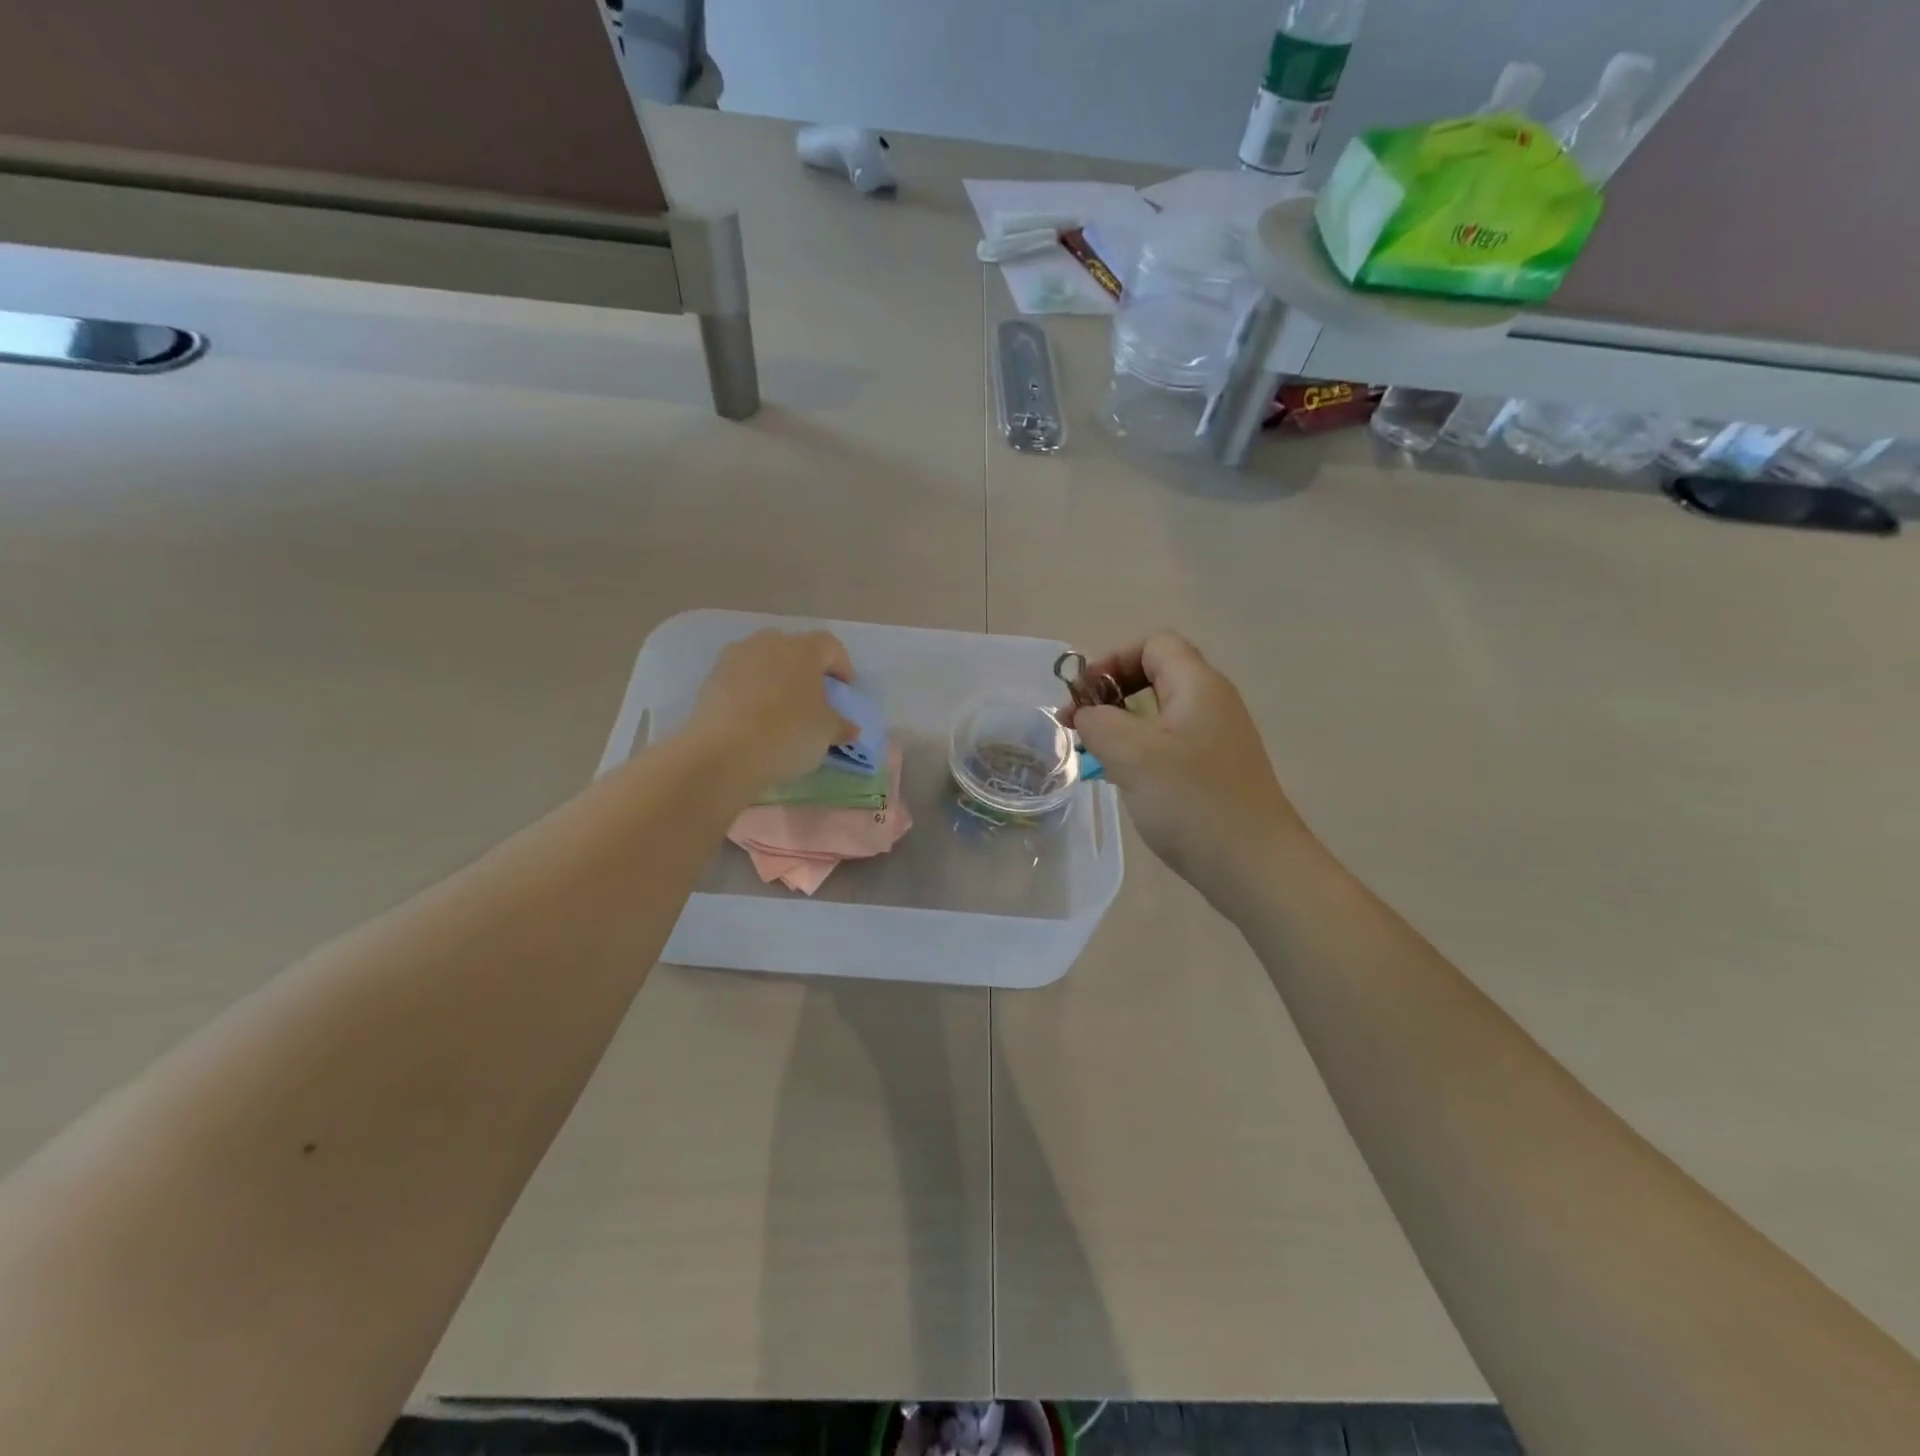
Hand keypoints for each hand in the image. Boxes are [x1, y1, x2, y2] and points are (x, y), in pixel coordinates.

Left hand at [684, 630, 856, 801]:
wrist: (722, 754)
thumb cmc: (787, 734)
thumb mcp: (826, 733)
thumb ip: (841, 725)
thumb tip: (849, 728)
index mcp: (803, 649)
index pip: (830, 646)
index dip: (842, 666)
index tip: (844, 690)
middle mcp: (768, 643)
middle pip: (794, 648)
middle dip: (806, 669)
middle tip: (812, 697)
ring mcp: (735, 658)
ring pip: (764, 661)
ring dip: (776, 678)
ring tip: (781, 708)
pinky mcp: (711, 679)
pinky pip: (740, 678)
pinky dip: (751, 691)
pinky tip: (754, 718)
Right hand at [1065, 632, 1305, 899]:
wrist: (1255, 868)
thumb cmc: (1193, 802)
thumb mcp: (1133, 755)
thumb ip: (1099, 722)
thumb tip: (1087, 714)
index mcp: (1199, 686)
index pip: (1155, 644)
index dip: (1114, 659)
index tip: (1084, 697)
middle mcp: (1212, 704)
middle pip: (1156, 675)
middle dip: (1112, 694)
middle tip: (1081, 727)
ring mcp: (1217, 740)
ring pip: (1160, 714)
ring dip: (1122, 726)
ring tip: (1096, 756)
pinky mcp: (1215, 772)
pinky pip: (1169, 745)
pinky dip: (1140, 752)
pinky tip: (1126, 782)